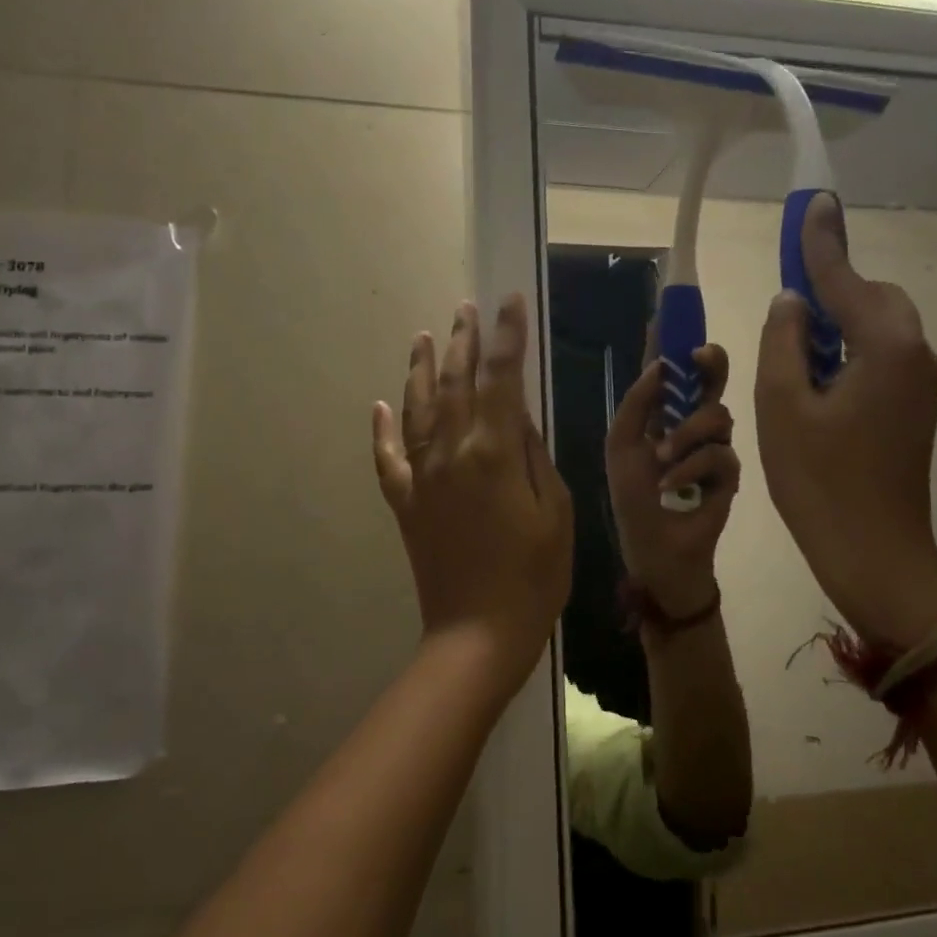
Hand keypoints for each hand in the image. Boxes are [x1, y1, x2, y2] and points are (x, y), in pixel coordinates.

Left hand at [373, 296, 573, 691]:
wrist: (477, 634)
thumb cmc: (534, 576)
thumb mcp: (557, 511)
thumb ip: (535, 456)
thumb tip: (520, 417)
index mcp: (495, 452)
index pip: (501, 378)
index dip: (505, 336)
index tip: (508, 302)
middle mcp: (452, 453)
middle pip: (454, 383)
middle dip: (462, 341)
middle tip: (466, 309)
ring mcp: (423, 477)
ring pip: (417, 409)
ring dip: (420, 369)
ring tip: (424, 336)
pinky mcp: (405, 503)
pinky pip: (388, 458)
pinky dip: (382, 430)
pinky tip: (379, 406)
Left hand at [605, 343, 738, 618]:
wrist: (655, 550)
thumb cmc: (633, 498)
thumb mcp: (622, 445)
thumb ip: (637, 404)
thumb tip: (660, 364)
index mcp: (661, 413)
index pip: (670, 371)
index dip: (671, 342)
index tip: (672, 313)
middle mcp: (690, 423)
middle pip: (709, 380)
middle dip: (708, 364)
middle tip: (701, 357)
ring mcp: (713, 448)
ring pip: (718, 415)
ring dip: (688, 433)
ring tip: (664, 457)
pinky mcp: (729, 475)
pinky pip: (721, 455)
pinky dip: (693, 467)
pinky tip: (673, 484)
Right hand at [755, 193, 936, 647]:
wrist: (873, 552)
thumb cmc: (819, 479)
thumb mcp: (782, 404)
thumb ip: (785, 340)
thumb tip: (793, 302)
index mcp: (886, 348)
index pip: (844, 280)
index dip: (821, 241)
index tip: (812, 200)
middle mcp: (916, 356)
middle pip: (873, 299)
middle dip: (831, 289)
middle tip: (786, 304)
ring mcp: (920, 385)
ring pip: (877, 329)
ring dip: (837, 323)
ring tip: (792, 347)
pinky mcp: (913, 409)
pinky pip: (880, 357)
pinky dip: (847, 351)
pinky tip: (815, 376)